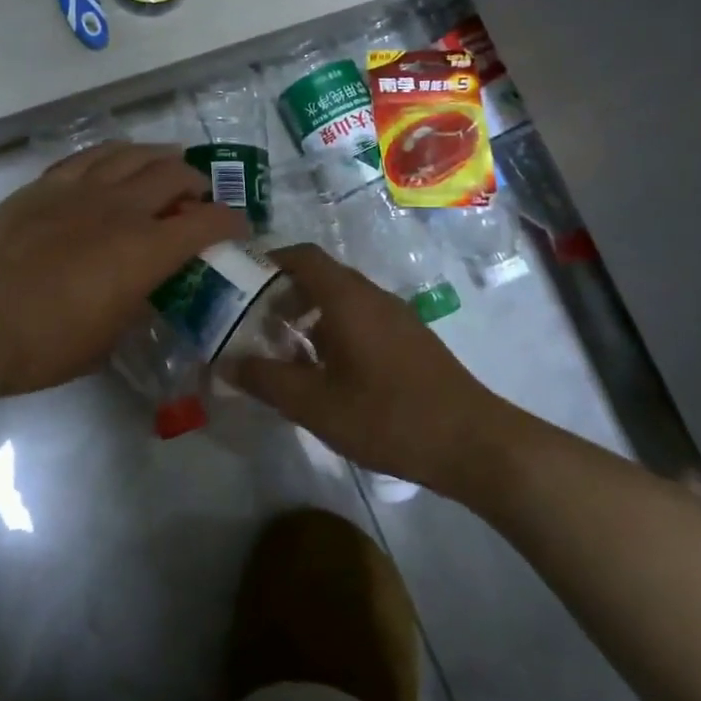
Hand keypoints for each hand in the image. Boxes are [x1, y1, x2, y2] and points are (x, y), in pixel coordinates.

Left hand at [0, 143, 246, 395]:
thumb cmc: (44, 343)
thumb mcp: (106, 340)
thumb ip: (134, 307)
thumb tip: (141, 292)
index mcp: (146, 250)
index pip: (207, 223)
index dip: (231, 222)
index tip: (238, 227)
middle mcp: (121, 208)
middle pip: (173, 175)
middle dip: (196, 183)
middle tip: (197, 196)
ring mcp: (81, 190)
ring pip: (132, 154)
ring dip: (157, 157)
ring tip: (164, 164)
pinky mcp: (46, 185)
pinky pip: (89, 156)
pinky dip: (112, 154)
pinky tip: (115, 160)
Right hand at [234, 244, 506, 486]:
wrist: (474, 444)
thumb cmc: (388, 417)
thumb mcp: (316, 404)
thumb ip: (266, 380)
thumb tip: (226, 362)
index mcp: (348, 298)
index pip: (302, 256)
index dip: (269, 261)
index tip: (240, 283)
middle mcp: (372, 297)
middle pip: (320, 277)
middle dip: (283, 294)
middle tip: (254, 324)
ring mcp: (396, 317)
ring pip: (341, 300)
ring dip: (308, 316)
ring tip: (284, 352)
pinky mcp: (410, 340)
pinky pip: (361, 319)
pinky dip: (333, 331)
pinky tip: (325, 372)